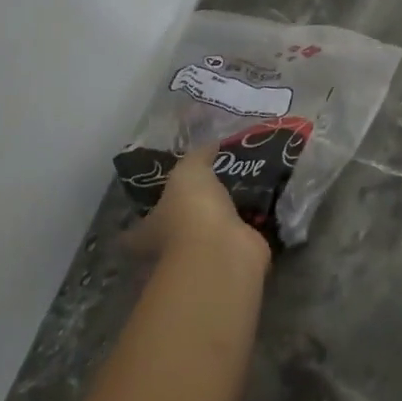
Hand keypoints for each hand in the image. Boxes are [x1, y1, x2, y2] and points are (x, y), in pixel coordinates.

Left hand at [124, 145, 270, 272]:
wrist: (222, 250)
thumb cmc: (191, 212)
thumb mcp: (189, 172)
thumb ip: (198, 156)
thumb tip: (211, 144)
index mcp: (149, 231)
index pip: (137, 225)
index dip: (146, 211)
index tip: (161, 194)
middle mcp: (171, 247)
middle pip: (177, 227)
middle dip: (193, 209)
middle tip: (216, 182)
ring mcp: (203, 255)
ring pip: (212, 230)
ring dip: (226, 214)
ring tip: (246, 186)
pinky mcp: (232, 256)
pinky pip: (241, 234)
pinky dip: (251, 222)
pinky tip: (264, 201)